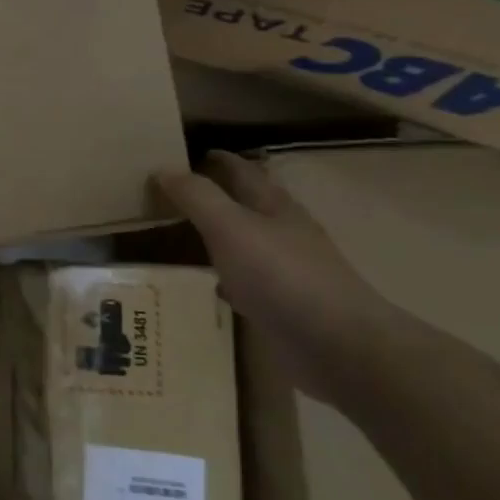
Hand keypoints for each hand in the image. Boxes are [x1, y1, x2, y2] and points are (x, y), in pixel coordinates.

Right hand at [156, 151, 401, 405]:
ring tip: (184, 232)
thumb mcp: (229, 227)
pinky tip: (212, 283)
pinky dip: (228, 274)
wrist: (336, 345)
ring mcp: (287, 270)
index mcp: (274, 206)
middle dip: (217, 194)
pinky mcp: (284, 304)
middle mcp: (284, 232)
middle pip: (248, 204)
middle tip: (175, 191)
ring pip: (247, 241)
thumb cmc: (281, 276)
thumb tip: (163, 168)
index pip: (242, 171)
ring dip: (221, 234)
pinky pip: (248, 279)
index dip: (216, 160)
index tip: (182, 153)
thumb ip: (197, 197)